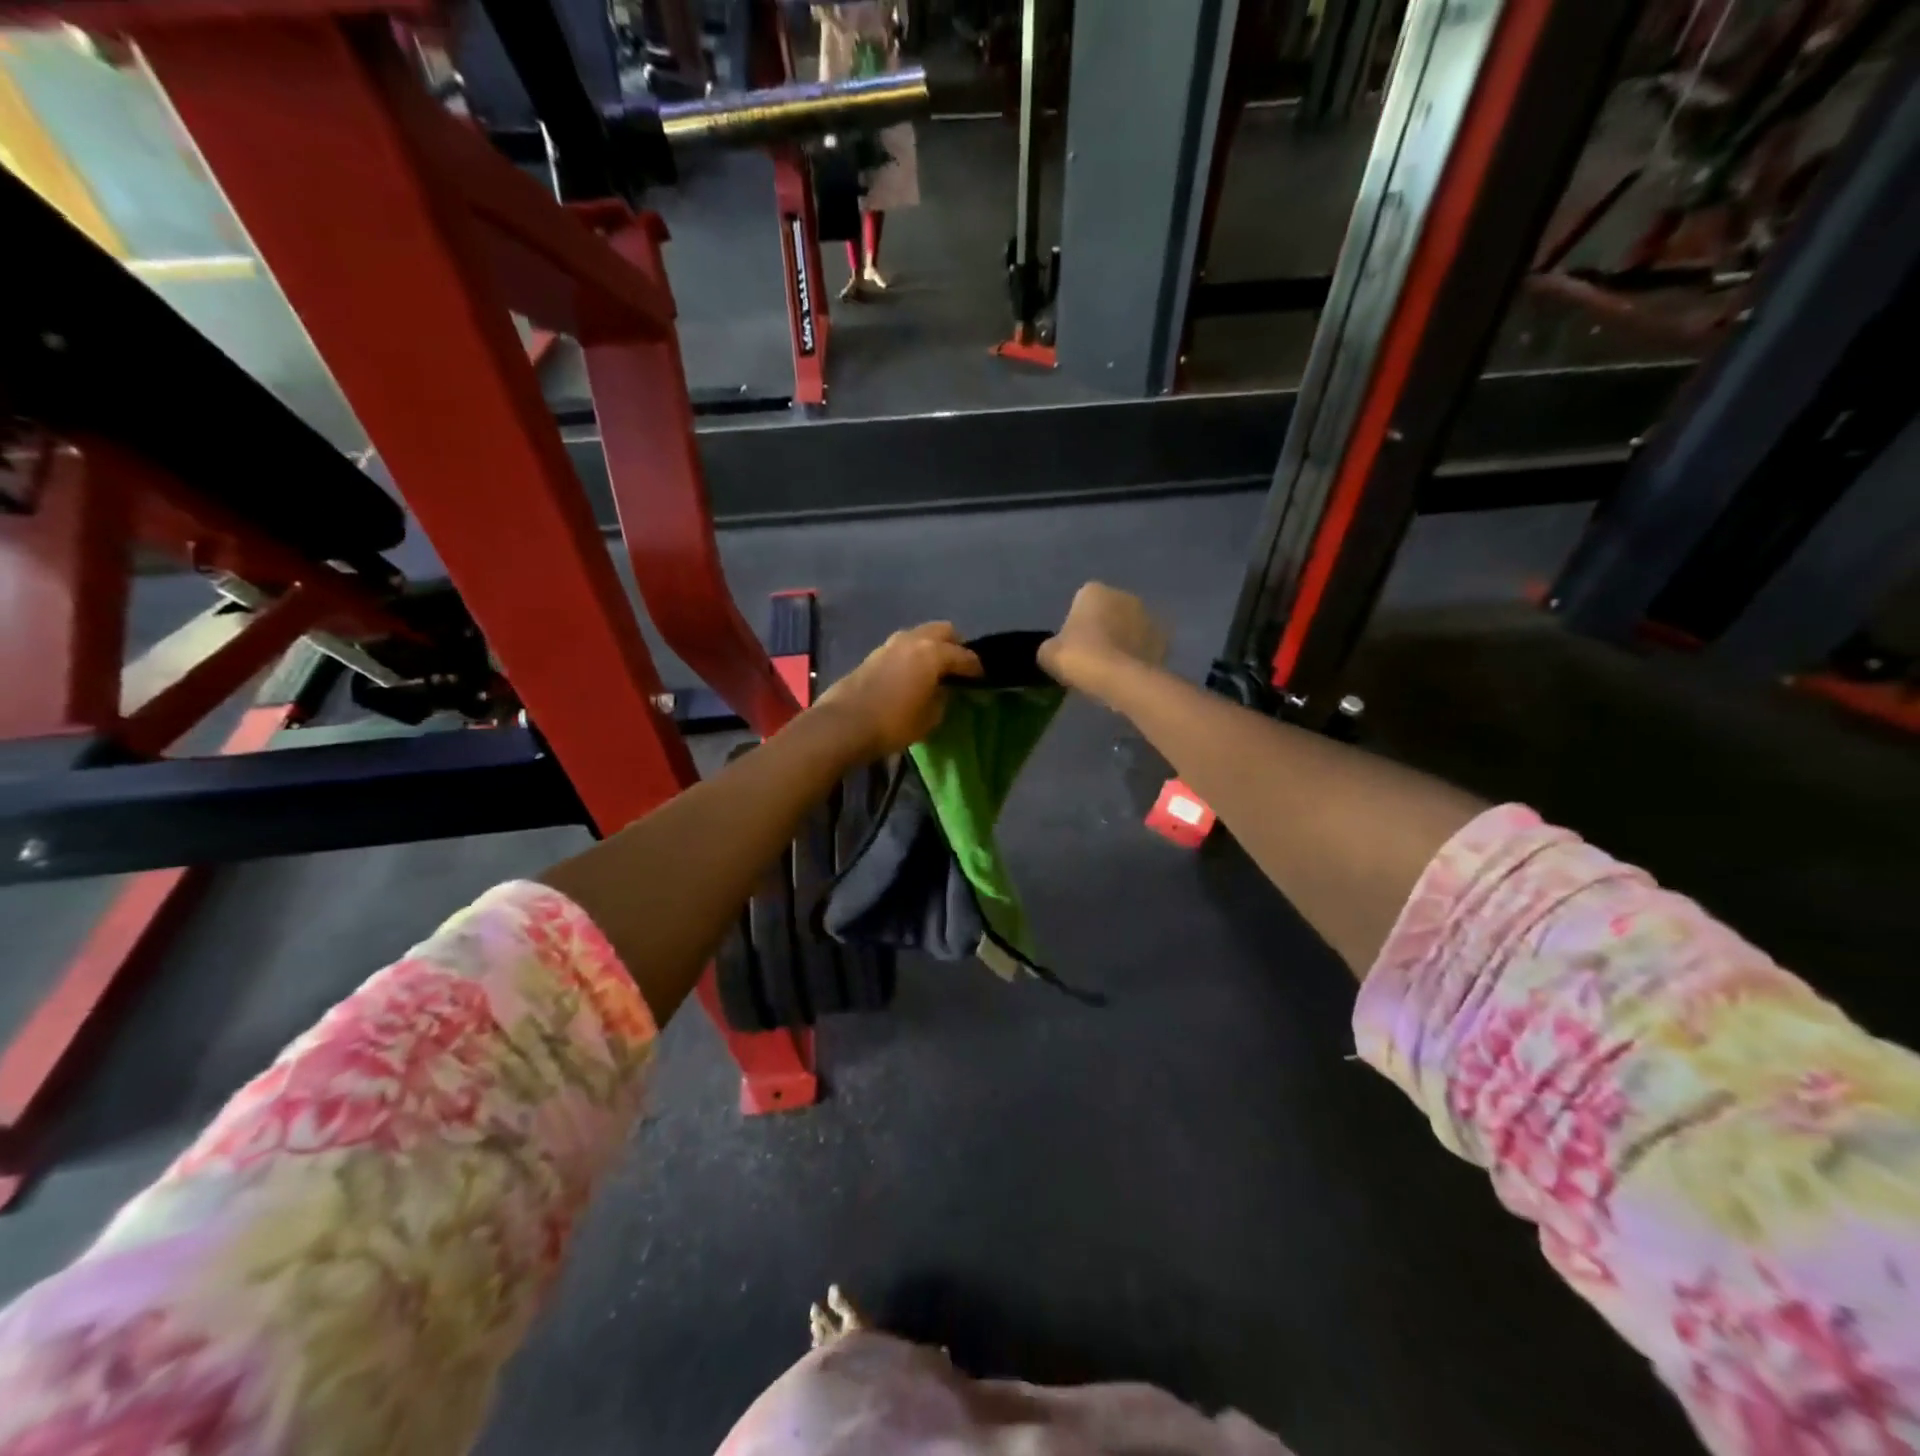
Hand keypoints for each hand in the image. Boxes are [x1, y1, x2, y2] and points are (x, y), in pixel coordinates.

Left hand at [814, 623, 982, 760]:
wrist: (843, 725)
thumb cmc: (894, 723)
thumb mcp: (930, 717)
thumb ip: (943, 698)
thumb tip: (944, 690)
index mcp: (933, 652)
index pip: (964, 656)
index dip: (977, 669)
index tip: (982, 680)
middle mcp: (913, 640)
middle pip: (944, 631)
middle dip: (955, 646)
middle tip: (960, 668)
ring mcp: (890, 644)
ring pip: (921, 635)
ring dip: (932, 647)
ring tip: (936, 670)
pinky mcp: (873, 654)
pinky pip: (904, 647)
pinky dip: (914, 654)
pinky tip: (914, 673)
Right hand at [1038, 583, 1168, 696]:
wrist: (1120, 679)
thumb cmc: (1080, 658)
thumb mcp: (1048, 654)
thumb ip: (1052, 647)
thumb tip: (1055, 652)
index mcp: (1094, 591)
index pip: (1081, 604)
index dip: (1076, 626)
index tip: (1073, 648)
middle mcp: (1124, 596)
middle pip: (1109, 613)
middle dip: (1103, 630)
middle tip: (1092, 659)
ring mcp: (1148, 616)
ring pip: (1129, 629)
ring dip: (1123, 642)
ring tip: (1112, 670)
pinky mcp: (1164, 639)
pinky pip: (1145, 646)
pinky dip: (1138, 656)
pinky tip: (1128, 675)